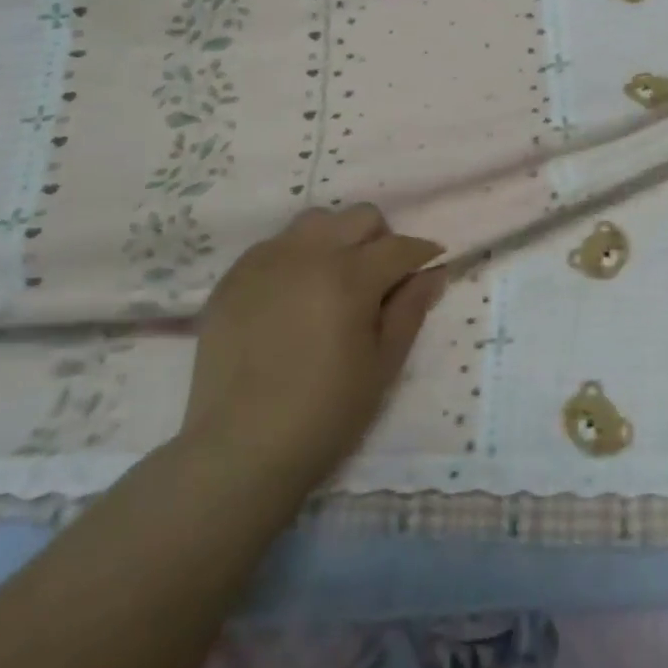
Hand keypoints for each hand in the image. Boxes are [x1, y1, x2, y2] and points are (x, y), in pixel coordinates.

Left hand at [182, 204, 445, 482]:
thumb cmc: (325, 412)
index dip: (422, 254)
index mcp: (350, 277)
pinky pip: (275, 244)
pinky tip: (293, 295)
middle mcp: (308, 254)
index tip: (430, 266)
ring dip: (336, 240)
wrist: (239, 450)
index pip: (400, 246)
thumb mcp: (383, 365)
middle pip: (359, 217)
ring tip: (333, 279)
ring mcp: (266, 261)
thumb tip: (433, 272)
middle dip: (380, 239)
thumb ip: (411, 309)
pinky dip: (295, 257)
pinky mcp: (234, 278)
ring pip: (315, 222)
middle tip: (379, 278)